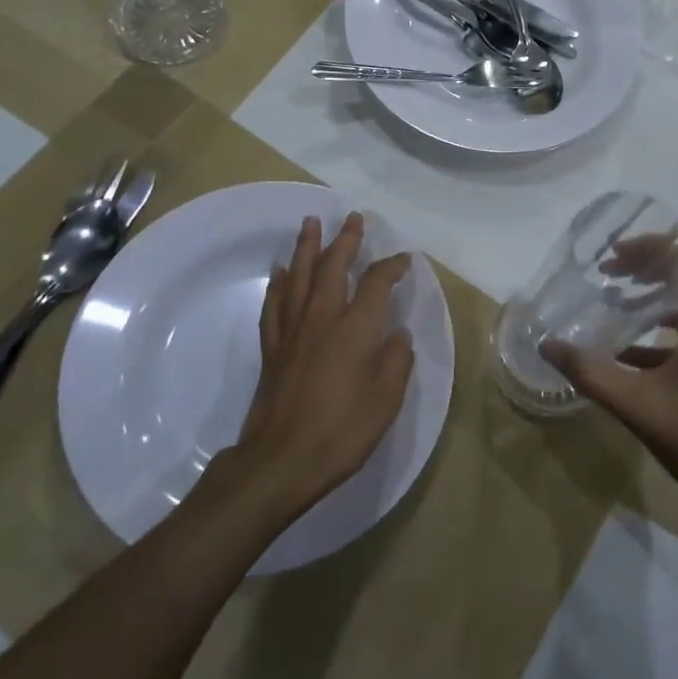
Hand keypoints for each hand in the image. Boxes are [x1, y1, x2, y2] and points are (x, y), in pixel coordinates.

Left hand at [232, 212, 413, 519]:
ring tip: (310, 223)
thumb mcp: (386, 399)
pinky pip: (275, 304)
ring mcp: (293, 330)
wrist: (282, 460)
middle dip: (345, 240)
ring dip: (307, 247)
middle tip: (352, 218)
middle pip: (333, 267)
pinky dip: (279, 283)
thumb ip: (396, 360)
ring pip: (299, 276)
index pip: (377, 283)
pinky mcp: (273, 347)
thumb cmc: (342, 431)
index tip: (404, 259)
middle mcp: (323, 318)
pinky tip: (281, 271)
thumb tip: (397, 335)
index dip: (393, 267)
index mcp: (355, 328)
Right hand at [541, 270, 677, 523]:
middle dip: (645, 270)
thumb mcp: (637, 405)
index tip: (612, 255)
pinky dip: (664, 332)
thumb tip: (547, 345)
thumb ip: (590, 372)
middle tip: (607, 274)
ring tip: (614, 305)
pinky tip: (630, 354)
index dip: (648, 246)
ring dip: (653, 301)